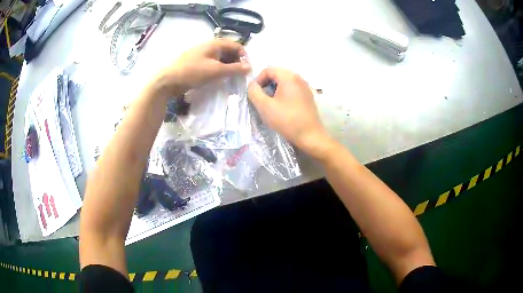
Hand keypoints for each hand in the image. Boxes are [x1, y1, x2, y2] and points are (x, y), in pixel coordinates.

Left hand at [152, 39, 250, 95]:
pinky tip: (218, 79)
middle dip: (236, 62)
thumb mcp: (216, 71)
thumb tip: (249, 67)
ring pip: (220, 58)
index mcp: (215, 44)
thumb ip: (234, 69)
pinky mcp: (196, 63)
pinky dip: (218, 70)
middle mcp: (209, 46)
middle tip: (239, 76)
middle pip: (229, 51)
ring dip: (228, 67)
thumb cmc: (193, 72)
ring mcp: (202, 55)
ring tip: (230, 79)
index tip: (246, 70)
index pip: (237, 45)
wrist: (168, 81)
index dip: (244, 56)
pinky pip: (212, 64)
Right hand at [248, 67, 331, 156]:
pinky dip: (284, 95)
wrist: (310, 136)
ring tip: (271, 105)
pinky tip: (283, 108)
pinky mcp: (308, 96)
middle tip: (262, 99)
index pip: (268, 69)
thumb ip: (254, 92)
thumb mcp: (265, 106)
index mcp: (289, 77)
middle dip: (266, 85)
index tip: (255, 94)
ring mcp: (305, 87)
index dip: (258, 80)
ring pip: (285, 83)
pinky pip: (292, 90)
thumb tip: (252, 86)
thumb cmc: (286, 120)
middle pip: (277, 75)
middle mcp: (299, 78)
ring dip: (274, 90)